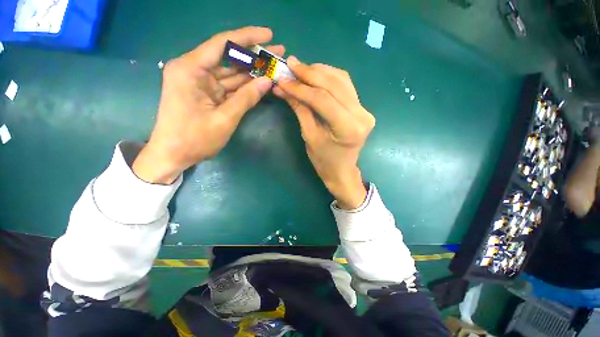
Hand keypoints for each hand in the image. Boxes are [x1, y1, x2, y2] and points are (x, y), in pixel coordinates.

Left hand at [133, 27, 283, 183]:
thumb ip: (246, 98)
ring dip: (251, 71)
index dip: (247, 37)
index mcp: (190, 69)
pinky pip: (228, 85)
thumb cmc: (194, 139)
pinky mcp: (205, 93)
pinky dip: (243, 85)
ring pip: (230, 72)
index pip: (223, 44)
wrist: (173, 155)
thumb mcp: (224, 119)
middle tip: (277, 51)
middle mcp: (193, 70)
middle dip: (254, 55)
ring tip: (273, 66)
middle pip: (228, 57)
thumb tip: (268, 81)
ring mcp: (200, 82)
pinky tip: (260, 81)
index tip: (269, 34)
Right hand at [274, 57, 374, 208]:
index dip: (301, 87)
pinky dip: (329, 77)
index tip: (282, 79)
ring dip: (319, 71)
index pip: (323, 99)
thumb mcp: (309, 136)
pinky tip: (315, 74)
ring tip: (300, 69)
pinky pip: (345, 85)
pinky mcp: (362, 107)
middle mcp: (361, 115)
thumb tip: (283, 87)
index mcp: (348, 128)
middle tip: (290, 65)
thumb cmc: (324, 161)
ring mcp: (365, 109)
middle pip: (334, 84)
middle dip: (310, 73)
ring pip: (341, 80)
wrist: (342, 170)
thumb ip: (299, 109)